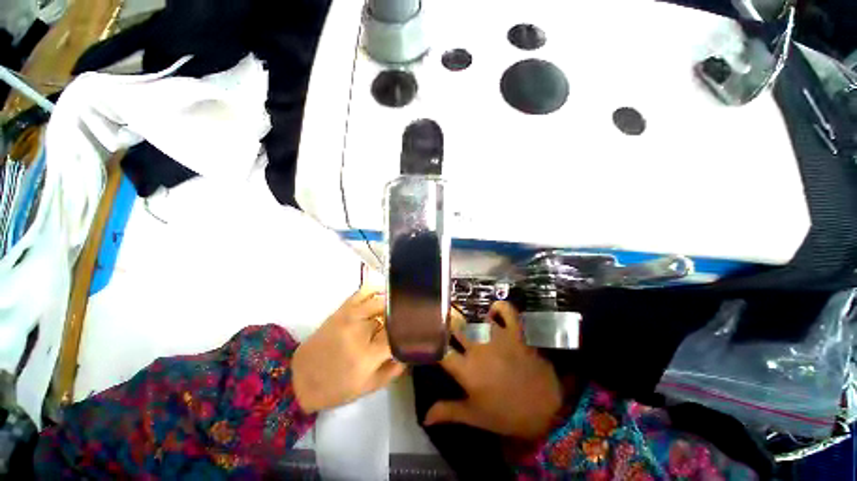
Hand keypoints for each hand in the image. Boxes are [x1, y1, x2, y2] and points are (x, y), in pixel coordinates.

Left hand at [293, 289, 404, 412]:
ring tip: (400, 309)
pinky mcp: (342, 309)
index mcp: (367, 355)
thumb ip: (394, 369)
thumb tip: (410, 350)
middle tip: (410, 321)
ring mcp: (350, 316)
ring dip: (392, 305)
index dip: (410, 331)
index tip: (419, 331)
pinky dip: (376, 290)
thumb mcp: (369, 387)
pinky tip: (384, 295)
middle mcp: (360, 330)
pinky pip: (363, 292)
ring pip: (380, 301)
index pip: (398, 334)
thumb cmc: (336, 388)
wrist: (299, 378)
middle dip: (402, 319)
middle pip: (391, 316)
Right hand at [425, 302, 562, 440]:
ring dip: (471, 321)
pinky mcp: (516, 332)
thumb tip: (423, 418)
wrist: (547, 410)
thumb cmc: (506, 414)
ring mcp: (499, 336)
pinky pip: (506, 310)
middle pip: (456, 327)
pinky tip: (492, 312)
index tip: (428, 339)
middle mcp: (479, 348)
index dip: (432, 343)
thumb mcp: (475, 416)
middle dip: (448, 323)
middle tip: (445, 323)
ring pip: (477, 319)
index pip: (441, 350)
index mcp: (466, 369)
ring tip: (467, 322)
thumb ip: (447, 412)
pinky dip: (499, 307)